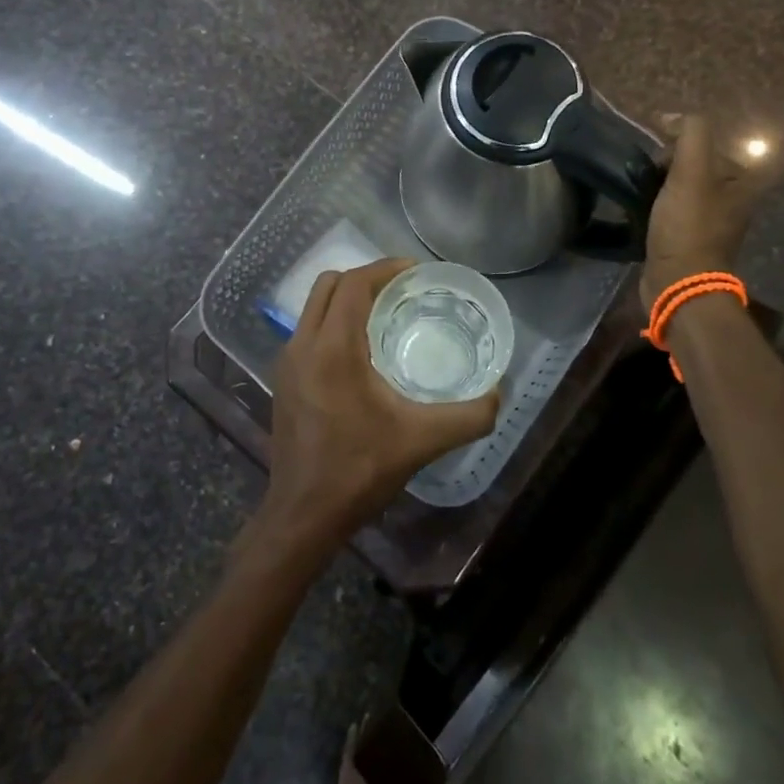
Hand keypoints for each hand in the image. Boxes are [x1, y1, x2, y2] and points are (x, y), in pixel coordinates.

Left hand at [255, 259, 500, 554]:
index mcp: (332, 348)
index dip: (386, 268)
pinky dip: (333, 322)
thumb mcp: (423, 440)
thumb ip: (469, 415)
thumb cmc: (359, 470)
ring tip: (386, 314)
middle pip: (329, 285)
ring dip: (347, 299)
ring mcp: (287, 362)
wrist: (304, 514)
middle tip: (403, 290)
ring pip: (314, 306)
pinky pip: (308, 330)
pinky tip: (361, 352)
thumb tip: (500, 394)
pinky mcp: (284, 380)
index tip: (417, 271)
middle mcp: (302, 344)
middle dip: (366, 278)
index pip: (355, 284)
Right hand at [640, 115, 760, 309]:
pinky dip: (655, 206)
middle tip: (646, 177)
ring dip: (657, 186)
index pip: (704, 143)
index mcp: (741, 180)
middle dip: (665, 166)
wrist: (679, 282)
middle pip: (691, 164)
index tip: (656, 159)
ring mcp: (712, 221)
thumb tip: (671, 117)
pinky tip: (640, 211)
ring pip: (679, 186)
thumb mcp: (692, 171)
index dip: (676, 145)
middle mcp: (732, 198)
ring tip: (638, 192)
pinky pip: (671, 209)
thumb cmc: (688, 226)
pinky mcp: (690, 238)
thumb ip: (690, 134)